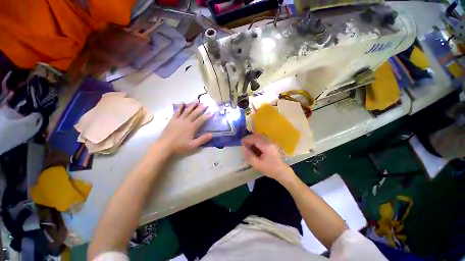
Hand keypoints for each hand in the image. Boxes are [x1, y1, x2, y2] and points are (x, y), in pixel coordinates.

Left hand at [158, 102, 212, 153]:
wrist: (164, 146)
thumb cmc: (179, 146)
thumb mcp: (193, 145)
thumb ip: (202, 139)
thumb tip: (211, 134)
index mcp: (192, 127)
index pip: (201, 120)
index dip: (207, 115)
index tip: (211, 111)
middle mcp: (186, 121)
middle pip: (195, 113)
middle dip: (201, 108)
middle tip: (205, 103)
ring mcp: (179, 120)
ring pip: (186, 110)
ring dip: (192, 105)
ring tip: (196, 100)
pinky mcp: (173, 120)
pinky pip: (177, 111)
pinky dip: (180, 107)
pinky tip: (182, 103)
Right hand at [241, 134, 293, 181]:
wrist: (282, 171)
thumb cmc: (270, 169)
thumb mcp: (257, 165)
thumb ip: (249, 156)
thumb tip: (243, 147)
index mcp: (266, 146)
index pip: (254, 139)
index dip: (247, 139)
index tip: (241, 142)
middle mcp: (269, 141)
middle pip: (257, 135)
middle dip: (249, 138)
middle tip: (244, 144)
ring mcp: (272, 141)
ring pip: (260, 136)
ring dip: (253, 139)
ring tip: (249, 145)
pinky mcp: (272, 143)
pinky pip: (263, 138)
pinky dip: (257, 140)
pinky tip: (255, 146)